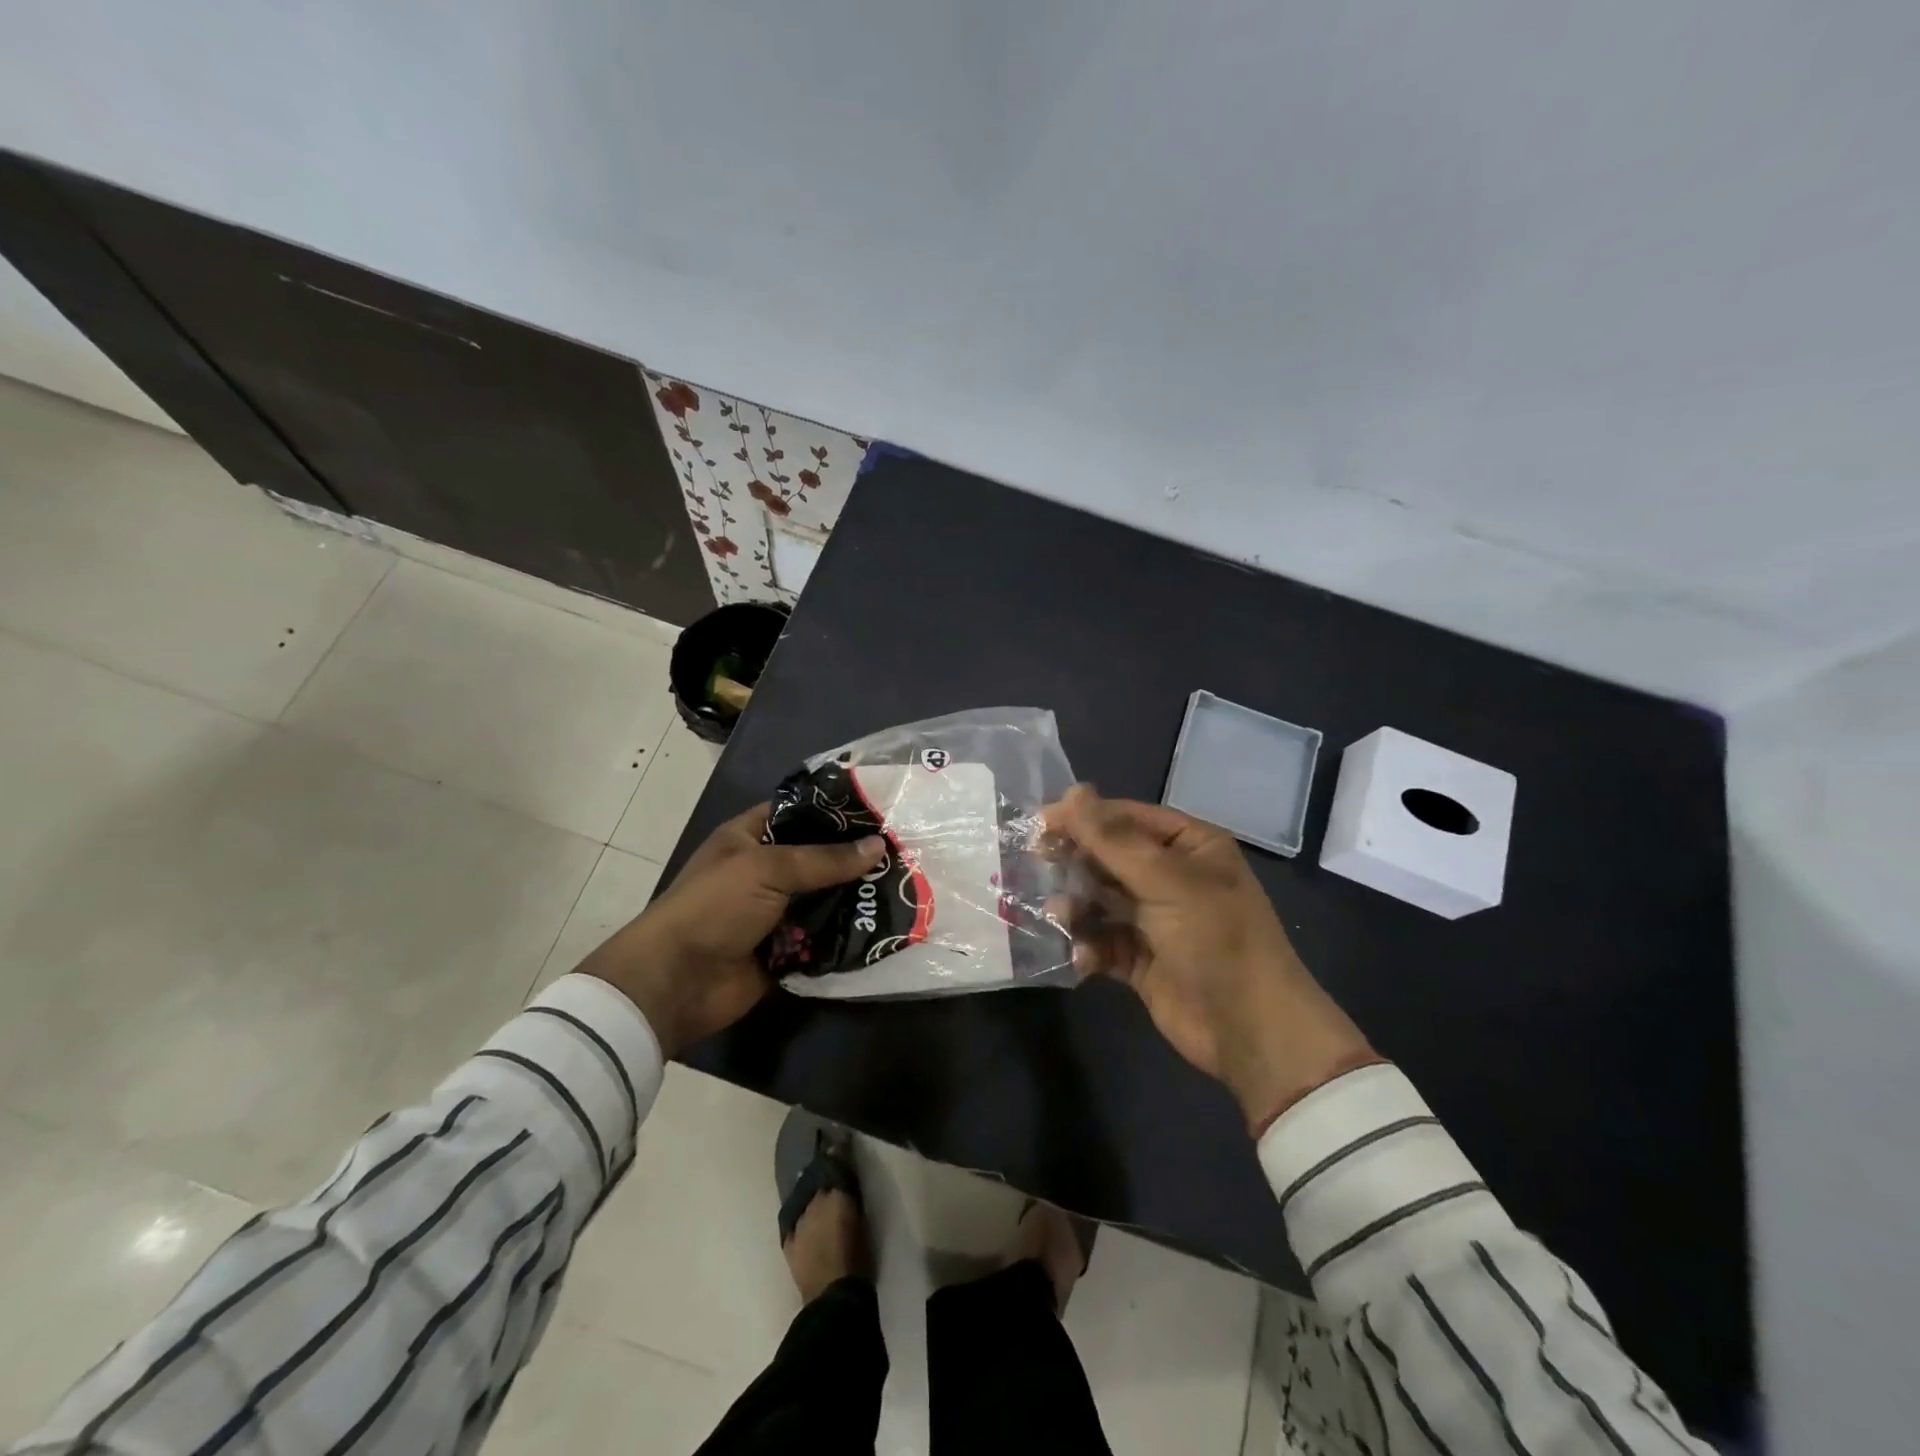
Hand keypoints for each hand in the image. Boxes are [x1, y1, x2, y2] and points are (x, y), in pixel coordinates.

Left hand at [575, 804, 884, 1056]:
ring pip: (826, 898)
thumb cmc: (714, 907)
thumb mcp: (768, 869)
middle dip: (856, 857)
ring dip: (857, 897)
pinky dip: (848, 934)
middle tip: (906, 850)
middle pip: (819, 857)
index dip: (836, 811)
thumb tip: (879, 845)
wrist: (677, 982)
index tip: (882, 810)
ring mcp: (776, 911)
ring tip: (908, 885)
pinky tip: (887, 924)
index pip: (800, 813)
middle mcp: (765, 870)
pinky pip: (824, 936)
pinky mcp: (787, 949)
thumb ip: (824, 859)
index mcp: (750, 837)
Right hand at [1044, 785, 1377, 1130]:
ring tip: (1059, 916)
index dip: (1085, 817)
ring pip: (1101, 899)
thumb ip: (1112, 838)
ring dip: (1077, 906)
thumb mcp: (1165, 880)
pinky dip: (1089, 946)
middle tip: (1037, 862)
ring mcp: (1156, 920)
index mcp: (1190, 846)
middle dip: (1076, 862)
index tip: (1041, 823)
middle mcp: (1172, 877)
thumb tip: (1071, 791)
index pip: (1128, 818)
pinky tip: (1083, 957)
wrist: (1250, 1031)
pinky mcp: (1142, 959)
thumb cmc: (1215, 939)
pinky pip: (1104, 941)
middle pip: (1110, 857)